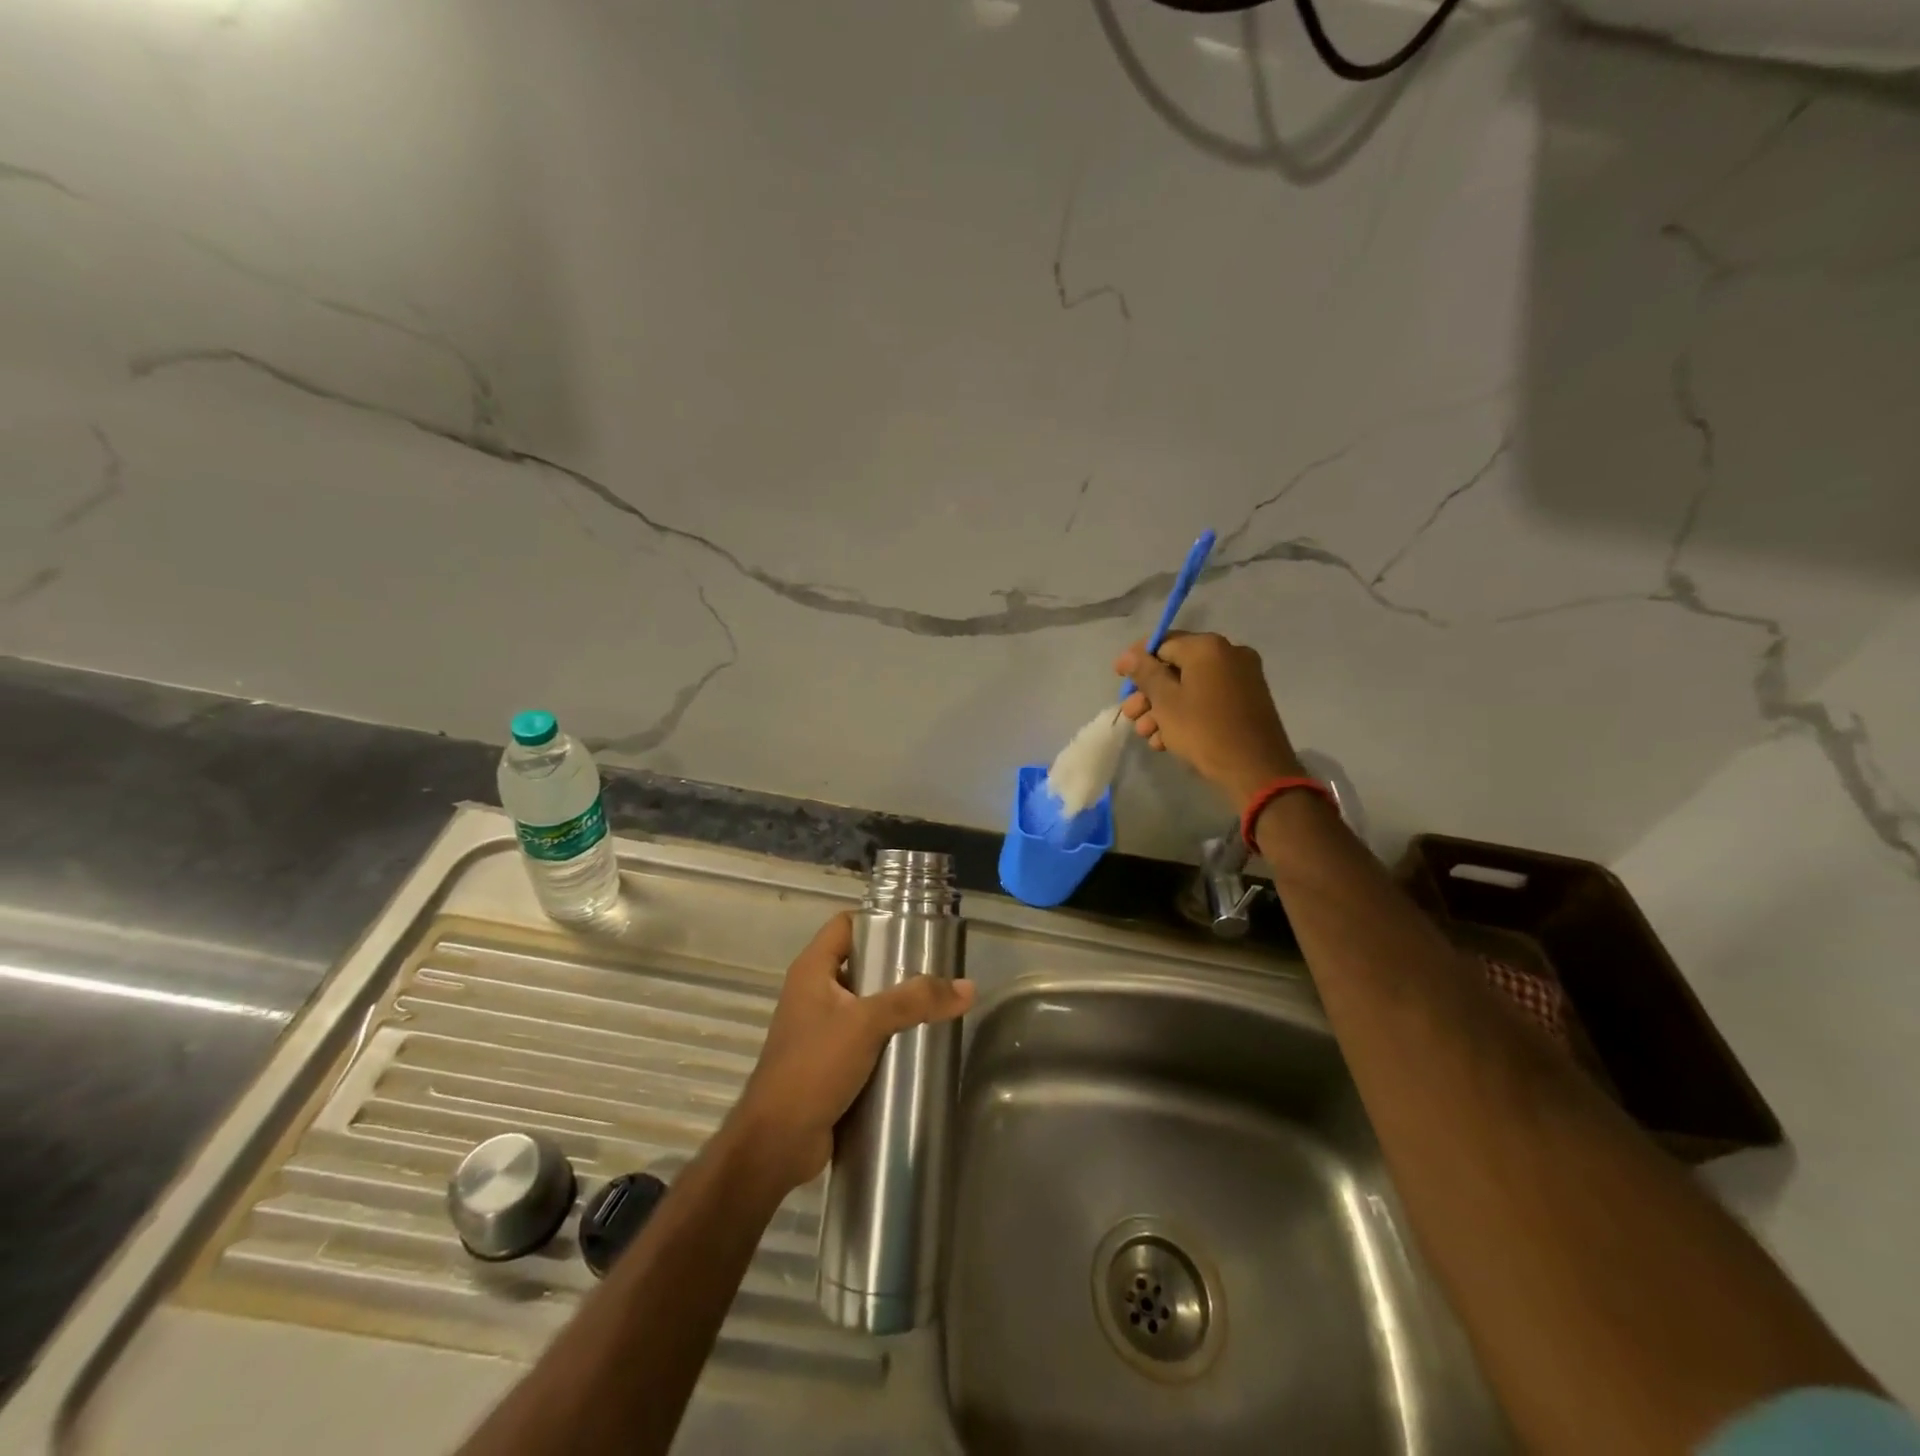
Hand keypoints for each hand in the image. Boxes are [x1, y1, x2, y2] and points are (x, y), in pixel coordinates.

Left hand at [725, 912, 974, 1192]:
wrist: (777, 1143)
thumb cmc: (813, 1067)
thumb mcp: (866, 1024)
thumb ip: (915, 1001)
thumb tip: (967, 987)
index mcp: (812, 970)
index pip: (845, 925)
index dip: (878, 920)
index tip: (918, 927)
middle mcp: (813, 993)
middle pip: (861, 964)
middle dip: (897, 966)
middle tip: (938, 970)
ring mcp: (820, 1029)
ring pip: (865, 1004)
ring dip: (896, 1006)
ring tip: (937, 1006)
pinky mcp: (829, 1062)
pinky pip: (864, 1038)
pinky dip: (888, 1038)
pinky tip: (918, 1045)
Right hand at [1116, 631, 1303, 810]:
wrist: (1255, 769)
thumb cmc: (1204, 730)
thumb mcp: (1165, 701)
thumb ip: (1145, 673)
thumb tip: (1129, 655)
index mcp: (1208, 647)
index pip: (1163, 643)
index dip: (1137, 661)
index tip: (1119, 679)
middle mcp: (1229, 654)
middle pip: (1176, 667)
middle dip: (1149, 693)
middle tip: (1130, 715)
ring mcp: (1242, 678)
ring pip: (1191, 687)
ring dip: (1163, 708)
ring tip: (1147, 735)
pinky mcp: (1247, 701)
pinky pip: (1208, 699)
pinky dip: (1186, 714)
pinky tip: (1167, 740)